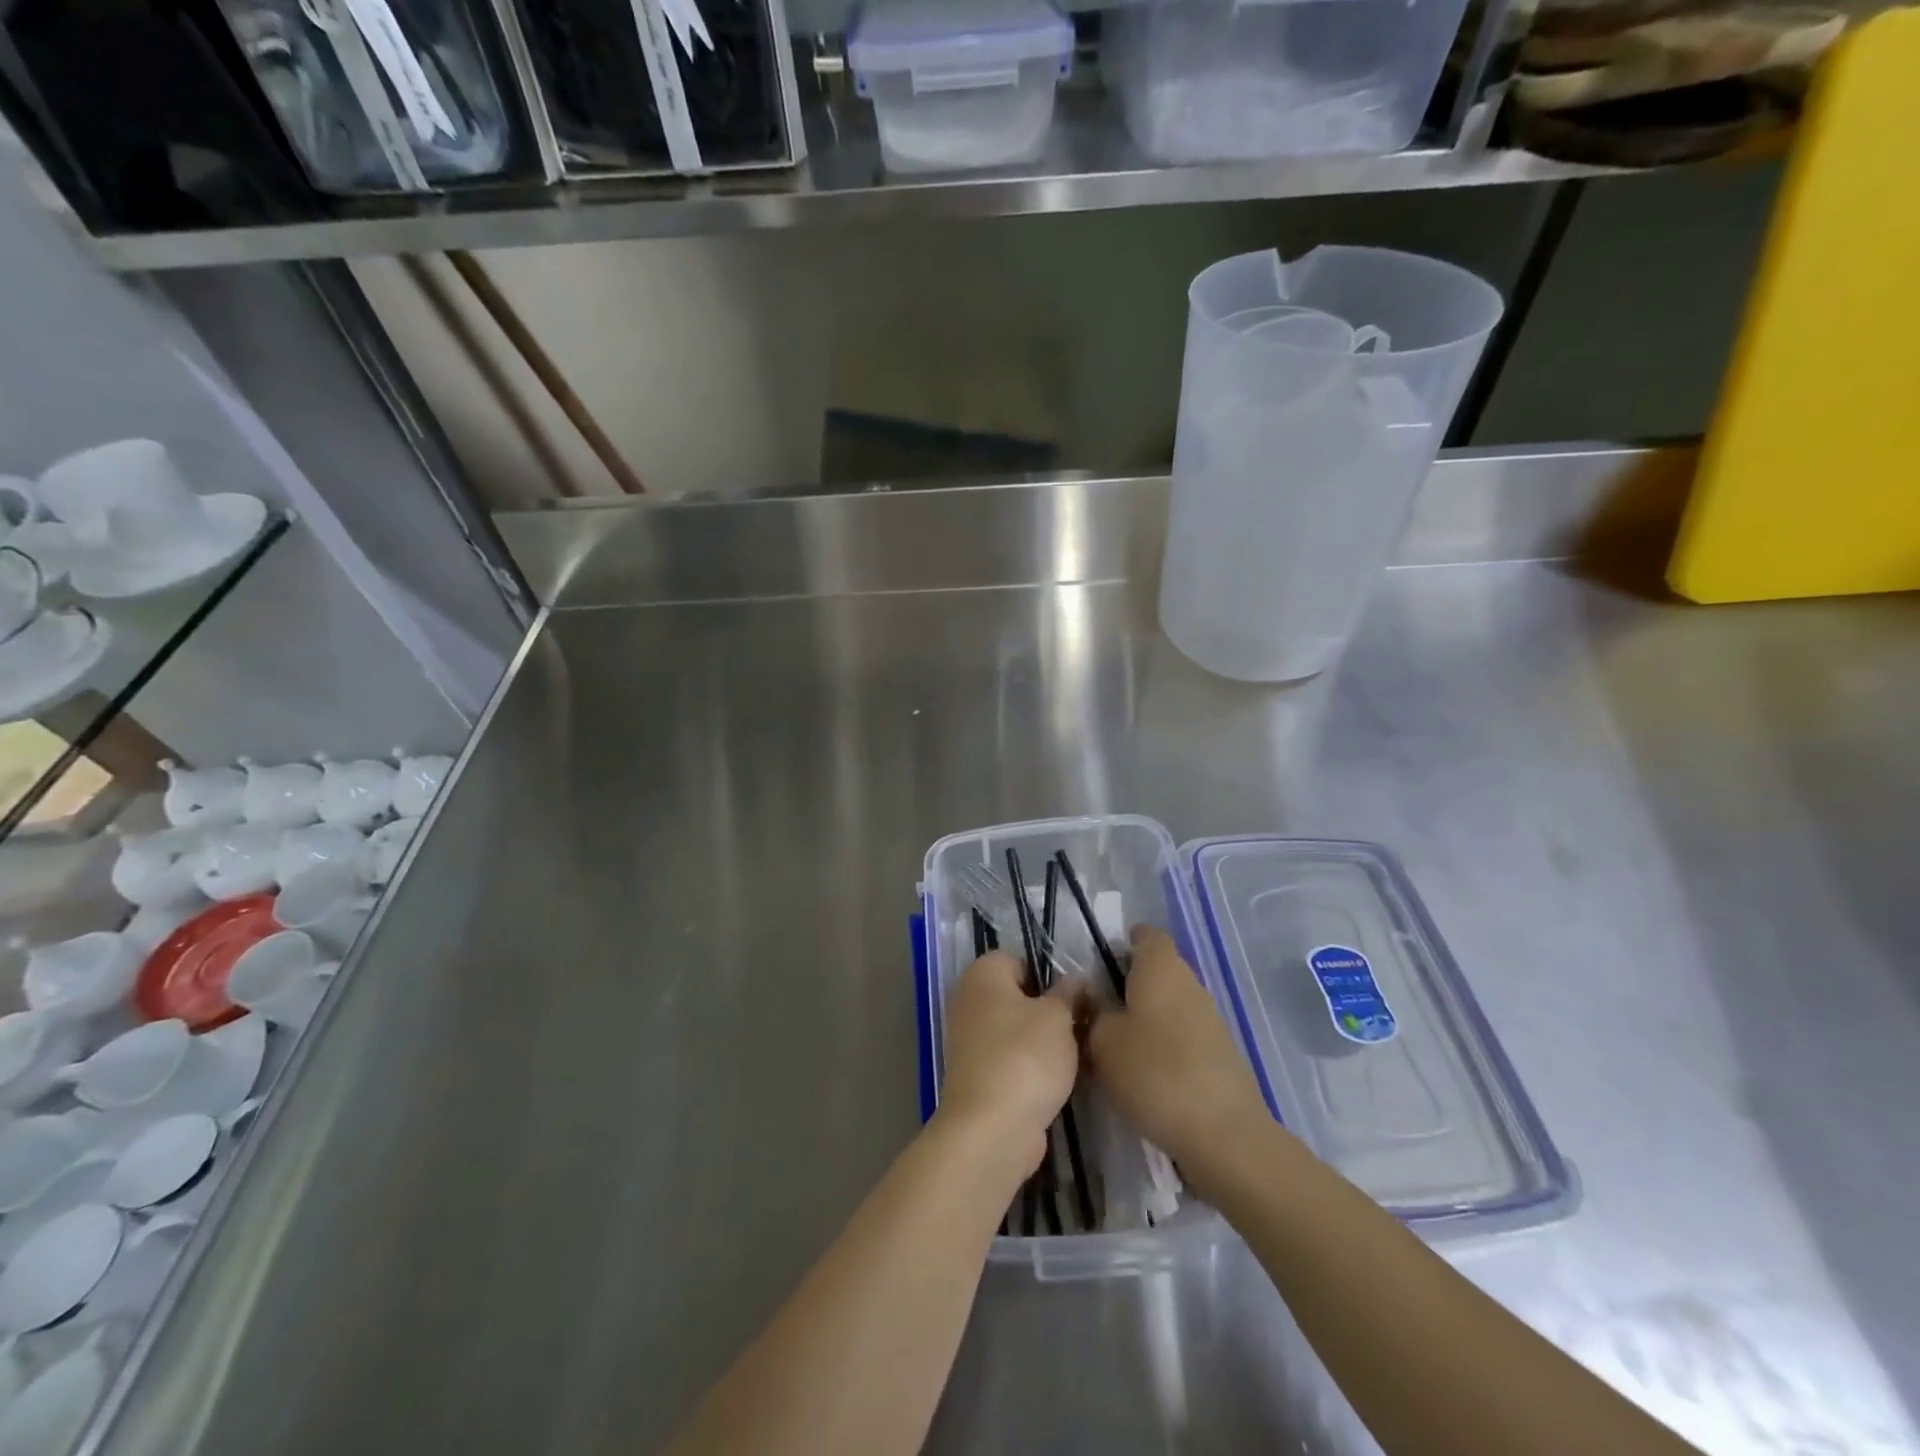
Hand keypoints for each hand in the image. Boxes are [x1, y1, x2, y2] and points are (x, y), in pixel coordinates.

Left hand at [936, 951, 1081, 1177]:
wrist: (992, 1128)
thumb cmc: (1025, 1056)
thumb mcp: (1059, 1017)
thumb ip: (1069, 993)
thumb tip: (1075, 980)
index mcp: (982, 974)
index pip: (1020, 959)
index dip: (1049, 976)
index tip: (1075, 998)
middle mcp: (968, 1000)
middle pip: (1017, 995)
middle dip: (1048, 1010)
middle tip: (1080, 1025)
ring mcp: (968, 1040)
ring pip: (1015, 1030)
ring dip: (1042, 1042)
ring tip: (1075, 1055)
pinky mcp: (976, 1075)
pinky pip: (1010, 1059)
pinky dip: (1030, 1067)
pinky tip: (1056, 1080)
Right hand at [1086, 926, 1270, 1182]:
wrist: (1224, 1134)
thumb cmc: (1154, 1073)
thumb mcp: (1102, 1042)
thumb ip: (1092, 1012)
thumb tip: (1092, 998)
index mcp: (1161, 967)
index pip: (1146, 935)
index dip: (1124, 943)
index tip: (1100, 965)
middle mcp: (1190, 982)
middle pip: (1158, 969)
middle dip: (1130, 984)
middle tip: (1099, 1010)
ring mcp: (1211, 1017)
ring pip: (1171, 1002)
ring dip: (1147, 1016)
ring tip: (1118, 1046)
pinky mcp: (1221, 1052)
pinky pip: (1185, 1033)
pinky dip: (1165, 1043)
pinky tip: (1148, 1073)